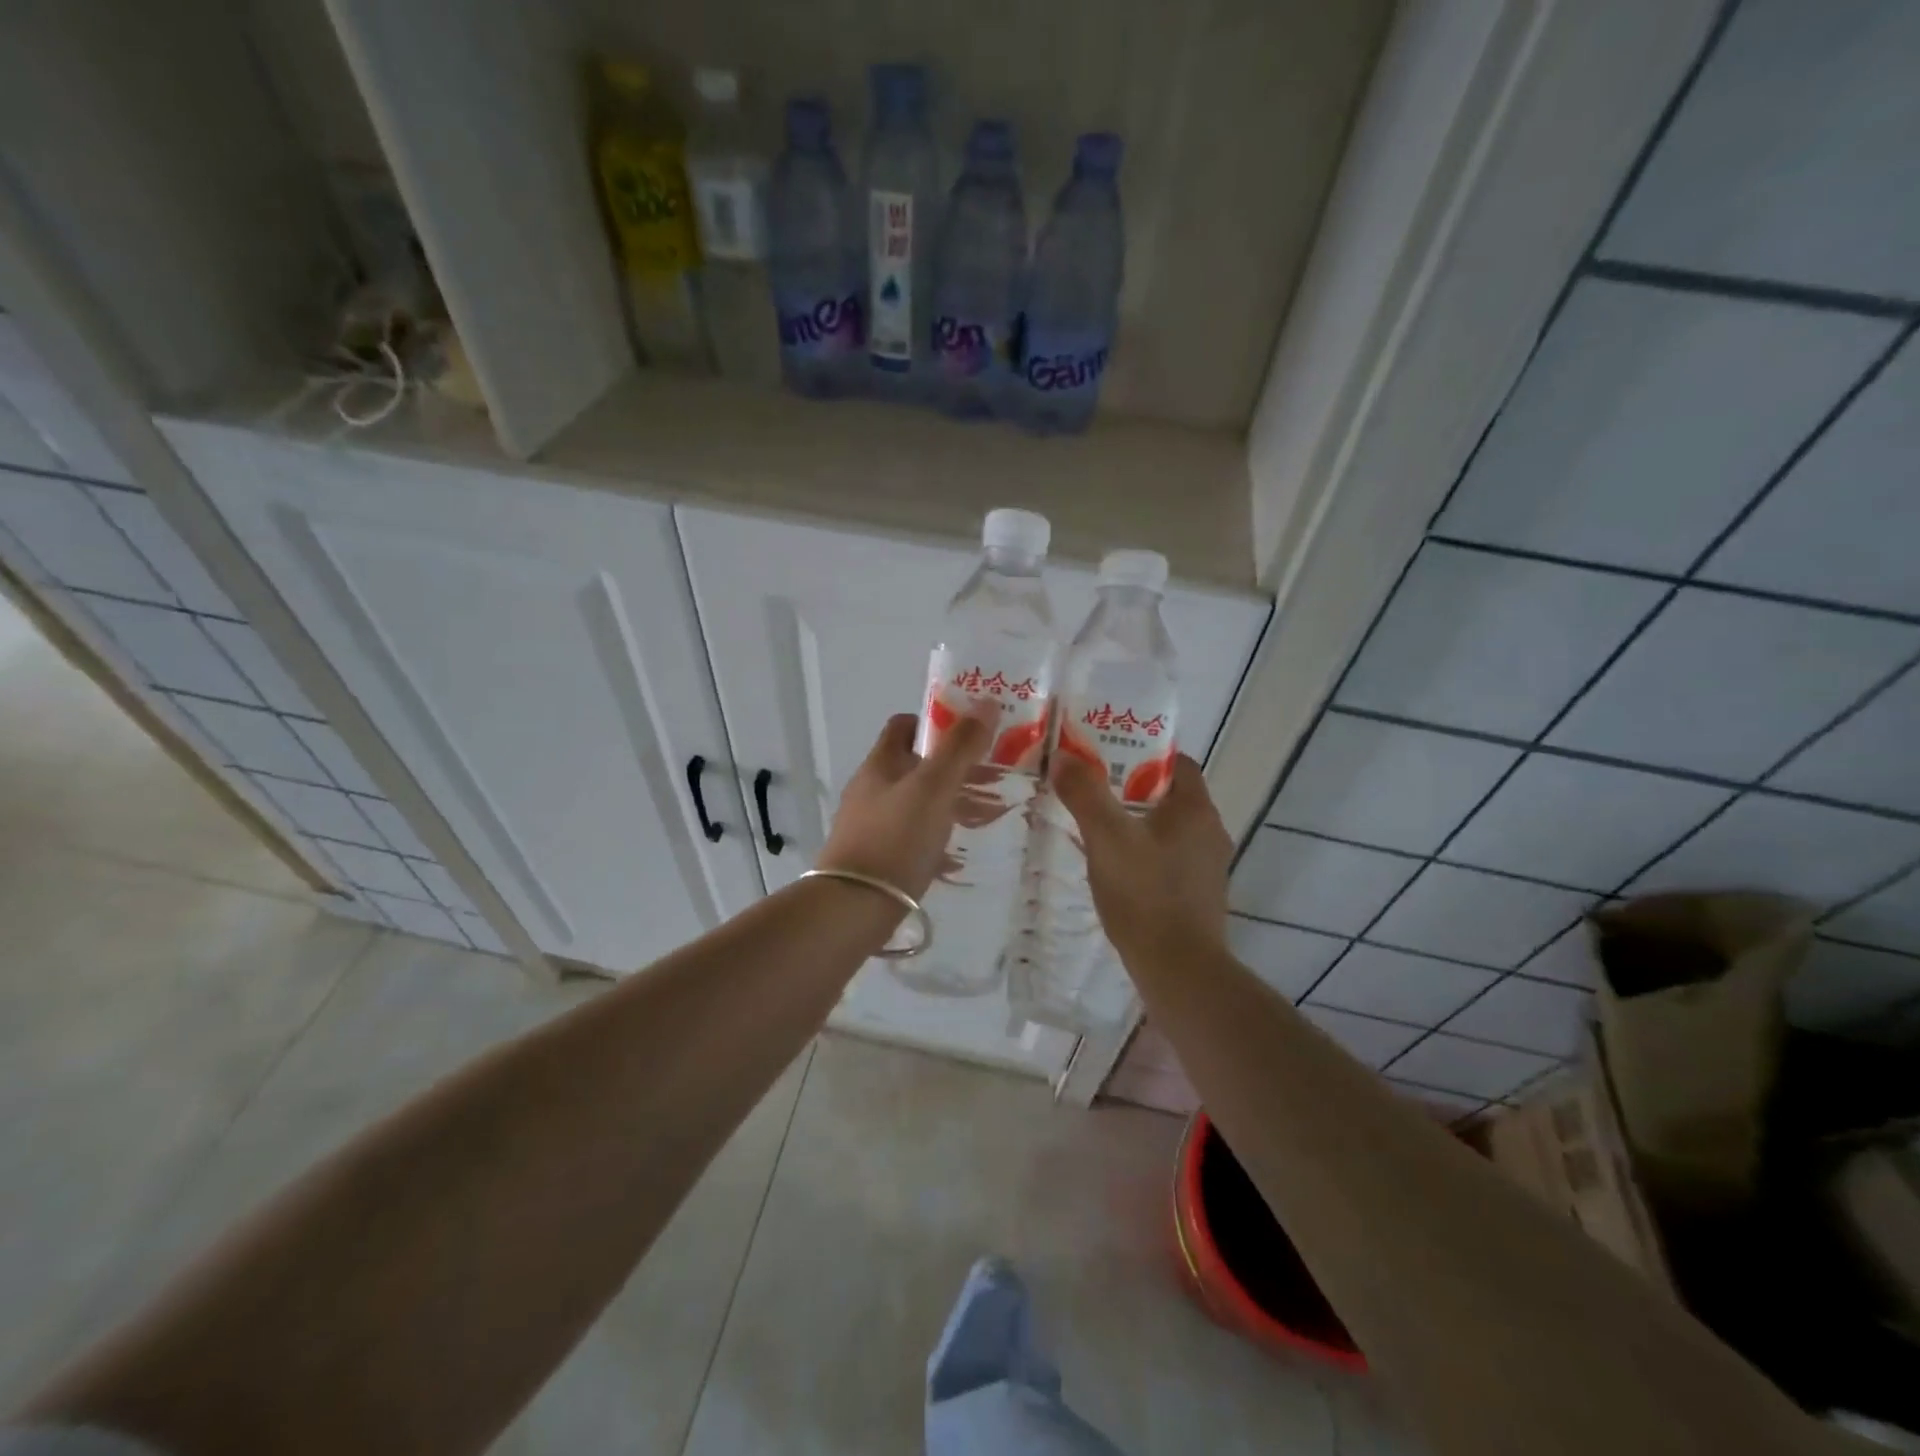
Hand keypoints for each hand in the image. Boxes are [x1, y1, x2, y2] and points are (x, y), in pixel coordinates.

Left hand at [818, 710, 994, 900]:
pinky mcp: (877, 856)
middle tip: (995, 776)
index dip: (937, 722)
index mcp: (881, 763)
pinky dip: (939, 837)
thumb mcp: (934, 786)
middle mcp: (872, 788)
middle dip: (956, 767)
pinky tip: (961, 855)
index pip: (906, 725)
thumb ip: (960, 746)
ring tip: (990, 815)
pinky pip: (915, 836)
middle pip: (918, 765)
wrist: (854, 906)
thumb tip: (986, 702)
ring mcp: (872, 823)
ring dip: (952, 802)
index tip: (971, 733)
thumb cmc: (896, 837)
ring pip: (919, 801)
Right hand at [1051, 752, 1231, 962]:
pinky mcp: (1199, 893)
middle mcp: (1211, 831)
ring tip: (1099, 825)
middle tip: (1094, 789)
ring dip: (1139, 822)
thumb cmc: (1144, 894)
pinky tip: (1117, 866)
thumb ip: (1084, 794)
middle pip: (1171, 794)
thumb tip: (1063, 755)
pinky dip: (1146, 852)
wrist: (1178, 969)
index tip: (1109, 756)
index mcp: (1196, 809)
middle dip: (1134, 788)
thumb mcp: (1106, 838)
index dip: (1144, 754)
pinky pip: (1171, 857)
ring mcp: (1208, 866)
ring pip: (1170, 828)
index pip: (1177, 762)